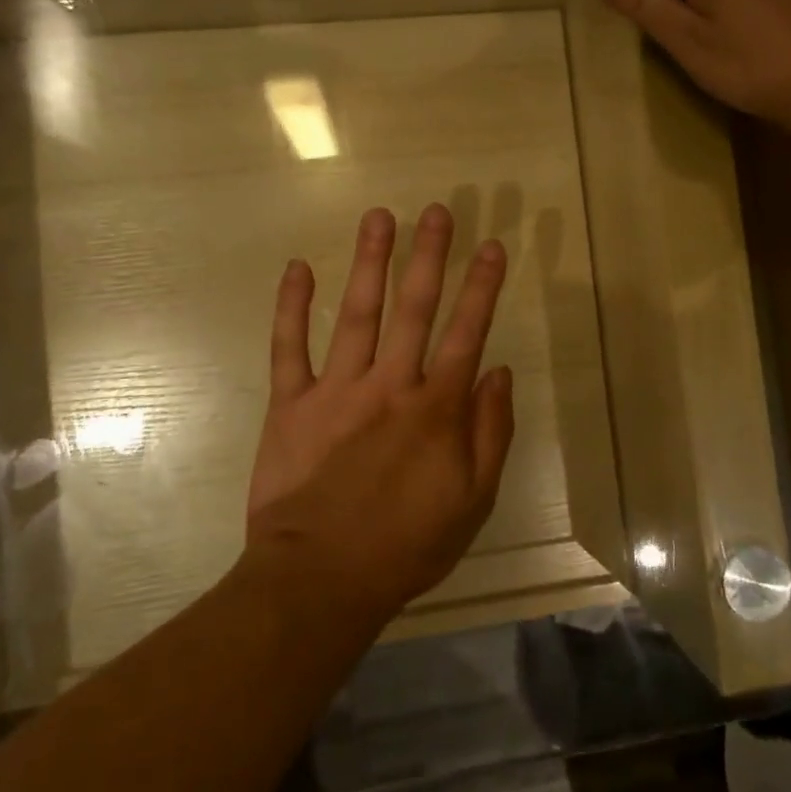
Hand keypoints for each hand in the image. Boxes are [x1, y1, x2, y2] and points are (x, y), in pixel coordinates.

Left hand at [244, 203, 514, 624]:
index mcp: (435, 409)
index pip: (466, 333)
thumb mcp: (472, 501)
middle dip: (429, 256)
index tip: (492, 247)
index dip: (482, 288)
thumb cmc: (405, 545)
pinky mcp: (291, 404)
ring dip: (371, 262)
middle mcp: (389, 385)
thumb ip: (490, 433)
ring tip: (380, 216)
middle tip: (438, 211)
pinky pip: (289, 347)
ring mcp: (336, 390)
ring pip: (358, 314)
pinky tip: (298, 268)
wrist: (320, 580)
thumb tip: (501, 372)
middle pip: (414, 308)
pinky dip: (292, 307)